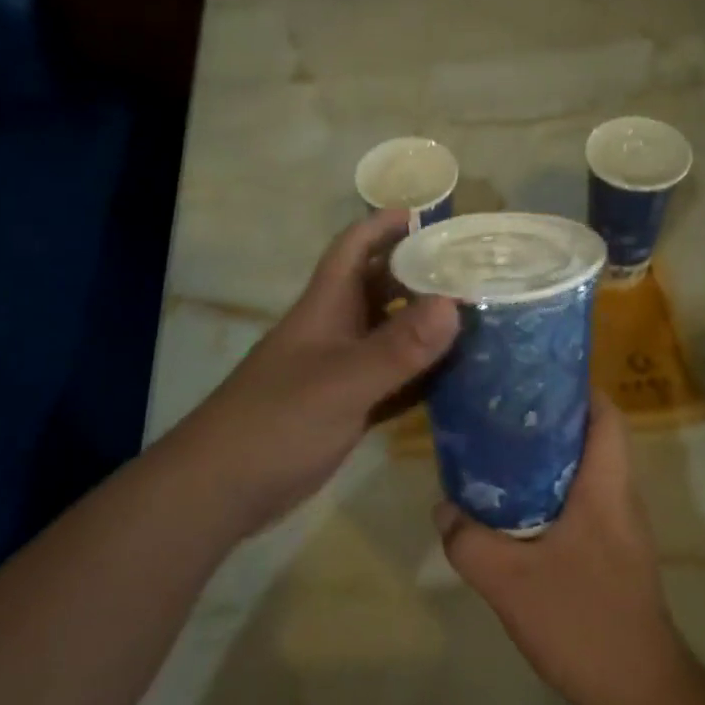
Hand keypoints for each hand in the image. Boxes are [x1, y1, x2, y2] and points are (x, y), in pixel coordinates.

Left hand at [173, 208, 459, 533]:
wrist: (224, 488)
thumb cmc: (276, 421)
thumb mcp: (342, 381)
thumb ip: (398, 347)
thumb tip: (454, 303)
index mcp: (325, 306)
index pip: (354, 248)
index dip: (384, 225)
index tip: (429, 216)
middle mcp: (335, 330)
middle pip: (380, 288)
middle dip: (420, 274)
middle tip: (474, 273)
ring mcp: (340, 370)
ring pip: (389, 335)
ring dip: (426, 327)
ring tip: (480, 319)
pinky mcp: (346, 407)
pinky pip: (392, 380)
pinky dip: (420, 376)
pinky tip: (458, 378)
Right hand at [436, 393, 704, 704]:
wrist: (640, 697)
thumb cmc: (584, 623)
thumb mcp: (510, 581)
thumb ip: (468, 541)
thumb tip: (442, 509)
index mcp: (607, 487)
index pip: (605, 413)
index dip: (573, 385)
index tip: (529, 374)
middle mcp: (619, 497)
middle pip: (589, 436)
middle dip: (546, 418)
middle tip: (496, 410)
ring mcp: (619, 527)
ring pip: (582, 471)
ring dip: (544, 457)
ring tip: (495, 450)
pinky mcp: (612, 554)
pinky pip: (579, 503)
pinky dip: (548, 493)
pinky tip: (510, 509)